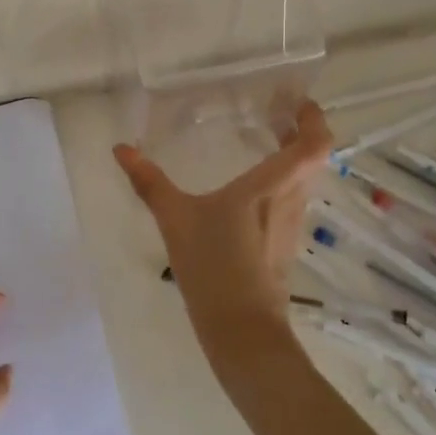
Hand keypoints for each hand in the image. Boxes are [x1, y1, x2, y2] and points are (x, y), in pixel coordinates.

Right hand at [114, 101, 332, 378]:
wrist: (242, 333)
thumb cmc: (214, 268)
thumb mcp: (175, 220)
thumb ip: (149, 182)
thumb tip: (121, 148)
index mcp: (271, 186)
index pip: (314, 145)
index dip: (314, 119)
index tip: (297, 101)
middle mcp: (291, 200)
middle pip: (313, 158)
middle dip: (300, 132)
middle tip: (275, 113)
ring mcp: (292, 225)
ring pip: (304, 180)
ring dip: (293, 157)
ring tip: (265, 141)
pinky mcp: (286, 244)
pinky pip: (293, 200)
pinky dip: (283, 182)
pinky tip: (252, 188)